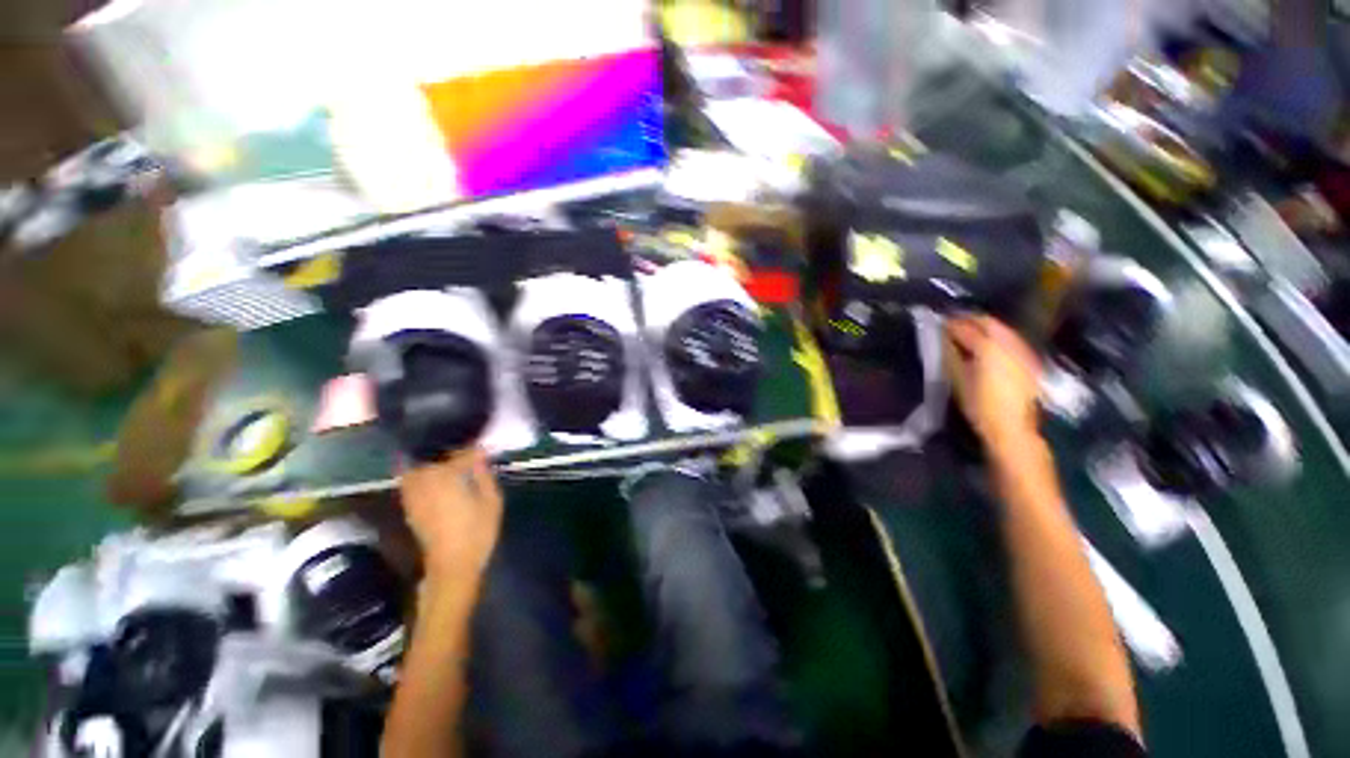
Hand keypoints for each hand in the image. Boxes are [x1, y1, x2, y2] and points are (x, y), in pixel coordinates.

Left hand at [398, 447, 503, 583]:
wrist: (451, 565)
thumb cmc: (478, 531)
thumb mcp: (491, 500)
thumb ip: (484, 474)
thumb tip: (480, 457)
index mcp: (447, 476)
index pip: (463, 454)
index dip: (476, 450)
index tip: (486, 449)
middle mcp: (425, 479)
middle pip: (436, 455)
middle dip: (451, 450)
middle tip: (467, 451)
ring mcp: (413, 492)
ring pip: (418, 465)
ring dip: (432, 459)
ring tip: (448, 459)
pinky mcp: (409, 504)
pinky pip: (411, 479)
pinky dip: (421, 472)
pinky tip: (435, 476)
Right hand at [945, 316, 1042, 452]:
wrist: (1012, 428)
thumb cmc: (980, 406)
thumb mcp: (958, 381)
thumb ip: (950, 355)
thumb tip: (942, 339)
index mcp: (989, 348)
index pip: (966, 328)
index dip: (951, 324)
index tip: (938, 324)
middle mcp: (1009, 345)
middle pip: (989, 323)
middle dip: (970, 320)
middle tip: (952, 323)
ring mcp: (1022, 352)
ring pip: (1002, 330)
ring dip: (984, 327)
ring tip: (967, 332)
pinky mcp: (1029, 362)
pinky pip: (1011, 340)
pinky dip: (997, 337)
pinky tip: (986, 345)